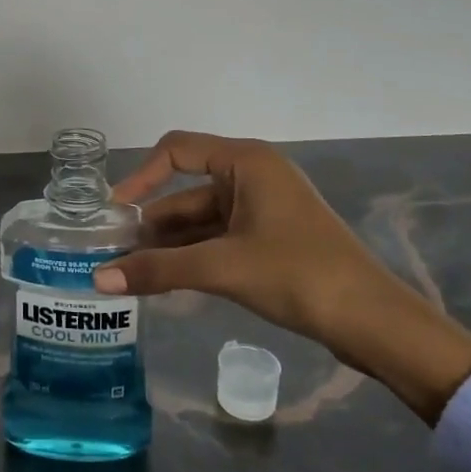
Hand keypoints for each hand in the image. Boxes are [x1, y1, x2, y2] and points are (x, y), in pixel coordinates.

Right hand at [94, 132, 470, 422]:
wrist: (373, 321)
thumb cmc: (298, 274)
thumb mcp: (222, 267)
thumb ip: (158, 269)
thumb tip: (98, 279)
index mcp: (246, 163)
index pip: (176, 150)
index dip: (140, 176)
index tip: (113, 211)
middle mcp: (252, 177)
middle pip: (186, 191)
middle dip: (150, 222)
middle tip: (113, 254)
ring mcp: (263, 210)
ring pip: (201, 220)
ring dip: (168, 244)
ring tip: (130, 273)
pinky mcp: (270, 240)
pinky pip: (218, 240)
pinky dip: (191, 257)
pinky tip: (165, 281)